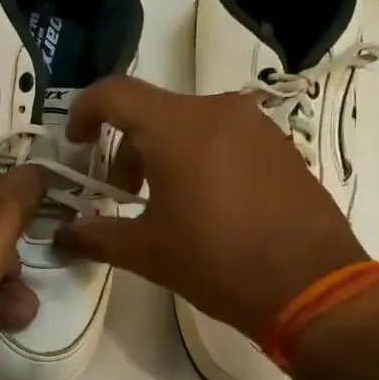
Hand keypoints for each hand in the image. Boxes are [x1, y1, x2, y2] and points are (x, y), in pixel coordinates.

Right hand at [55, 76, 368, 338]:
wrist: (313, 286)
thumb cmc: (217, 261)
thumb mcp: (147, 252)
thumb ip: (97, 236)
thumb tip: (64, 235)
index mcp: (176, 127)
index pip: (115, 93)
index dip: (85, 111)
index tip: (77, 143)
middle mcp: (217, 110)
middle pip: (153, 112)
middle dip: (127, 148)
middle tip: (123, 194)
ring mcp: (256, 126)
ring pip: (190, 124)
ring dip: (165, 154)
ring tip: (167, 204)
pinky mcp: (281, 146)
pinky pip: (225, 137)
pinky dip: (201, 158)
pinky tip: (209, 205)